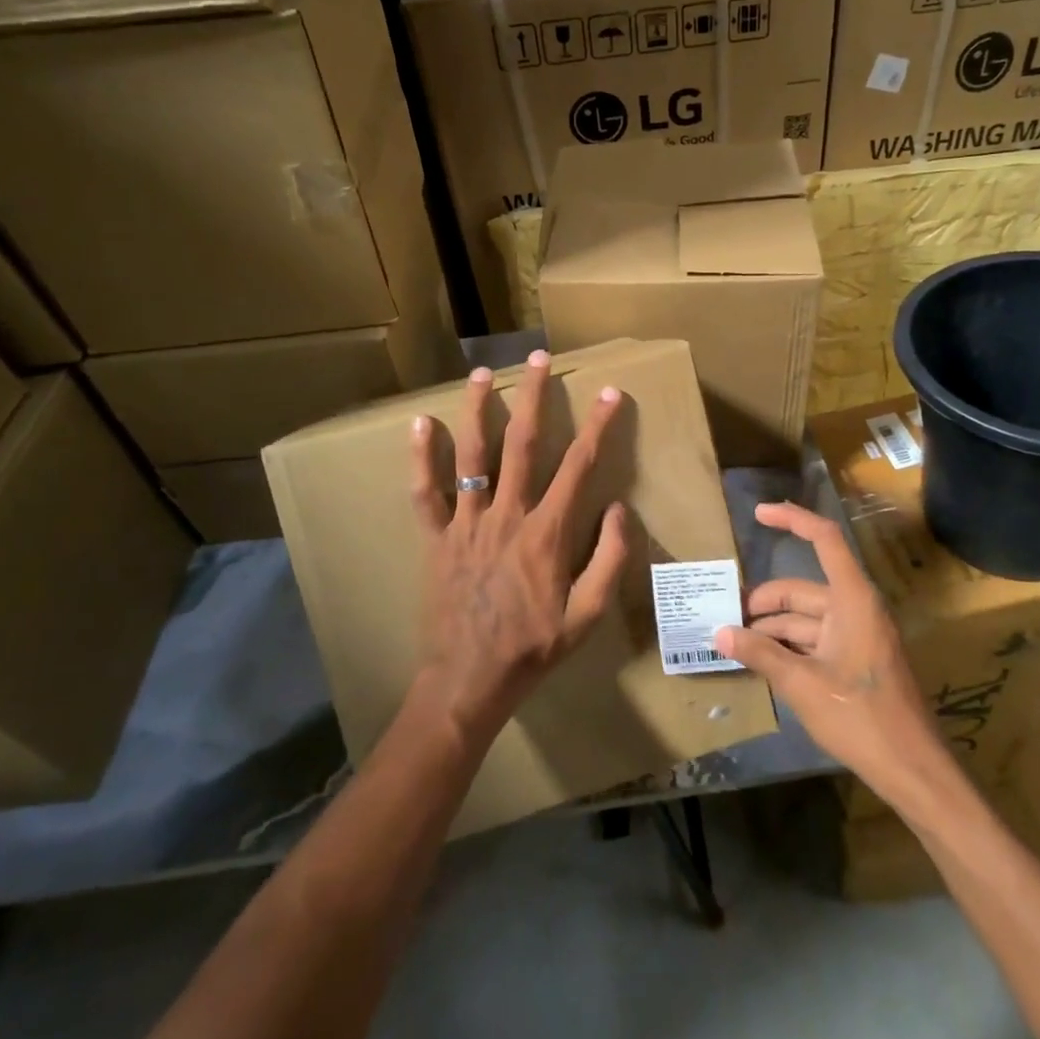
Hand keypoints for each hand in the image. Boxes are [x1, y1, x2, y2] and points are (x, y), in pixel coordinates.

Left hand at [409, 351, 629, 748]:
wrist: (469, 679)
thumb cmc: (534, 647)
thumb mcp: (588, 614)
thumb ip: (610, 559)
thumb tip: (620, 509)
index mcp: (547, 532)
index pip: (579, 466)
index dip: (598, 426)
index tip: (611, 393)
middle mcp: (507, 515)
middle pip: (523, 444)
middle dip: (535, 397)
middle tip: (540, 358)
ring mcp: (466, 523)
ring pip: (472, 455)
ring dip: (478, 410)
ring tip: (483, 374)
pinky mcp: (436, 537)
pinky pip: (425, 492)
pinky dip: (421, 457)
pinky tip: (419, 423)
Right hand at [714, 502, 953, 809]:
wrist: (912, 770)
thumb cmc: (860, 717)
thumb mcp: (802, 684)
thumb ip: (760, 654)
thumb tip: (719, 633)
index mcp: (852, 599)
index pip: (824, 539)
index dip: (792, 519)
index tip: (758, 514)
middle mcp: (855, 608)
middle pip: (801, 590)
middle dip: (763, 603)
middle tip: (725, 620)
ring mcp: (857, 634)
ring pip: (804, 618)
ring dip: (771, 629)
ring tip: (734, 645)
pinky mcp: (856, 659)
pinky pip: (815, 639)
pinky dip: (788, 646)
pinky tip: (760, 662)